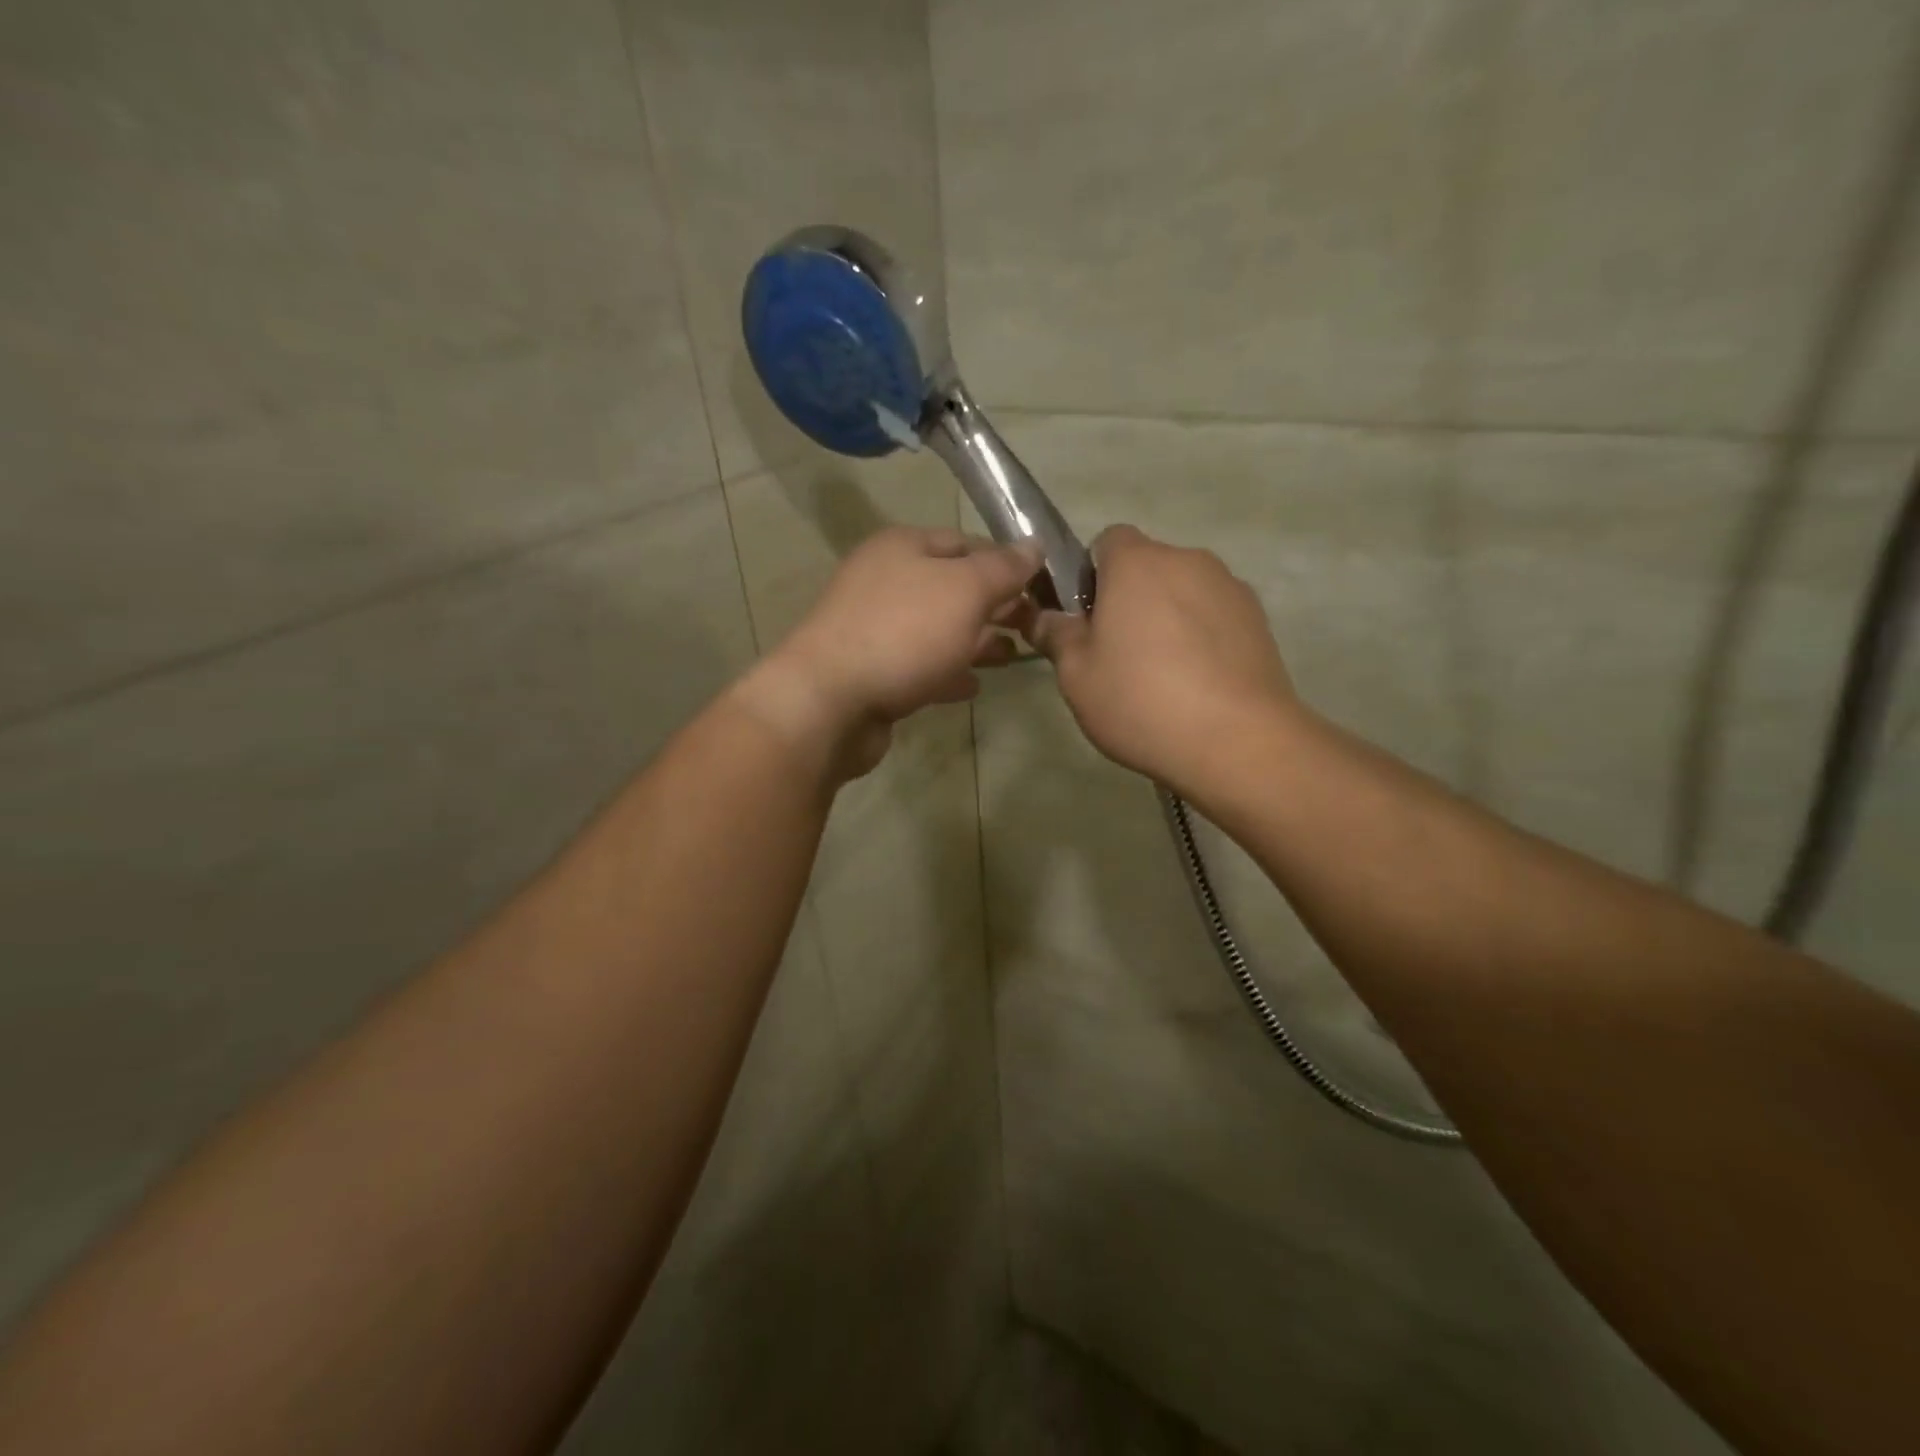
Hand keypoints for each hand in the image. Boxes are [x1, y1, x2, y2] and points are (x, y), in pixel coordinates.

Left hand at [734, 526, 1041, 778]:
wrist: (829, 702)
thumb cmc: (902, 633)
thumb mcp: (964, 591)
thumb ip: (1003, 569)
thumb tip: (1033, 547)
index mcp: (902, 547)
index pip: (966, 542)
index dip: (1006, 562)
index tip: (1043, 587)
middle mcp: (886, 581)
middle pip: (952, 587)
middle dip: (994, 605)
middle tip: (1034, 626)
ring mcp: (875, 629)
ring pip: (938, 629)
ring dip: (976, 641)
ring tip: (1013, 657)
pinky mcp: (873, 672)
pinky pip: (920, 665)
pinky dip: (948, 671)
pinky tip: (973, 686)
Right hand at [1023, 525, 1301, 796]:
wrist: (1238, 741)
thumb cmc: (1141, 700)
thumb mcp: (1076, 675)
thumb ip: (1056, 636)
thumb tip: (1043, 618)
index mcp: (1138, 563)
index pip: (1107, 541)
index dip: (1091, 575)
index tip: (1087, 619)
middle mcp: (1188, 560)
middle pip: (1148, 566)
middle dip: (1130, 598)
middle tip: (1118, 653)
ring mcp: (1230, 587)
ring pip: (1183, 591)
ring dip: (1168, 617)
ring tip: (1163, 675)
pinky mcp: (1259, 619)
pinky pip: (1214, 615)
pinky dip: (1201, 636)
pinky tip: (1197, 683)